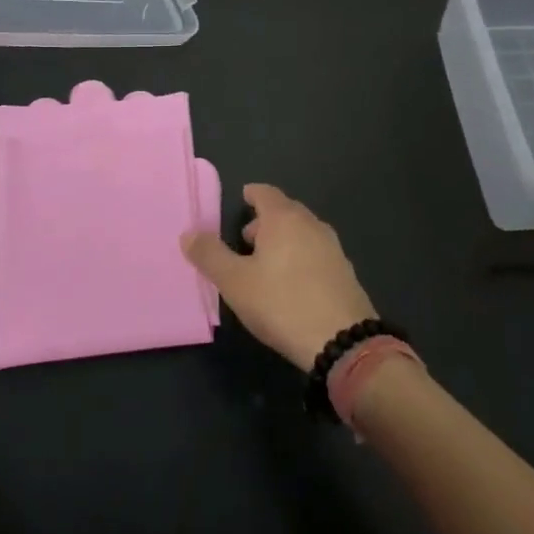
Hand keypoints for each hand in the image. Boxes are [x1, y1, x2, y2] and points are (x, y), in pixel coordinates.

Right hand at [182, 184, 377, 371]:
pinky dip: (301, 257)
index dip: (252, 194)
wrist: (342, 340)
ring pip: (302, 232)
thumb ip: (210, 255)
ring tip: (266, 263)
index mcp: (284, 218)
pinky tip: (292, 283)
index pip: (265, 193)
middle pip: (285, 211)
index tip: (243, 199)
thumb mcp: (235, 282)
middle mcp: (311, 224)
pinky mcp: (345, 271)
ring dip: (284, 240)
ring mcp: (333, 247)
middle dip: (265, 220)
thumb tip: (188, 233)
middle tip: (246, 238)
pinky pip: (316, 252)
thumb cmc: (281, 303)